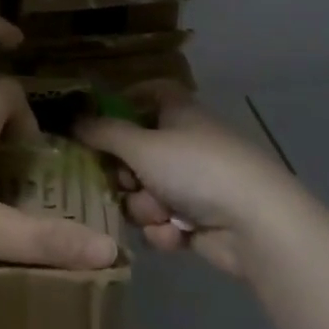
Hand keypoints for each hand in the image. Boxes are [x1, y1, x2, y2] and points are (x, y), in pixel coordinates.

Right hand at [75, 81, 300, 276]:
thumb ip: (103, 133)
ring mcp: (195, 184)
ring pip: (146, 192)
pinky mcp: (201, 220)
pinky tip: (176, 235)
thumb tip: (73, 120)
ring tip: (158, 214)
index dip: (125, 102)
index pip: (151, 93)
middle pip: (138, 152)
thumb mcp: (142, 146)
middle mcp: (186, 144)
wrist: (256, 224)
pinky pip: (165, 221)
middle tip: (120, 182)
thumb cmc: (196, 168)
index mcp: (179, 113)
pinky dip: (166, 229)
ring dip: (145, 207)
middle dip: (126, 174)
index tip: (98, 121)